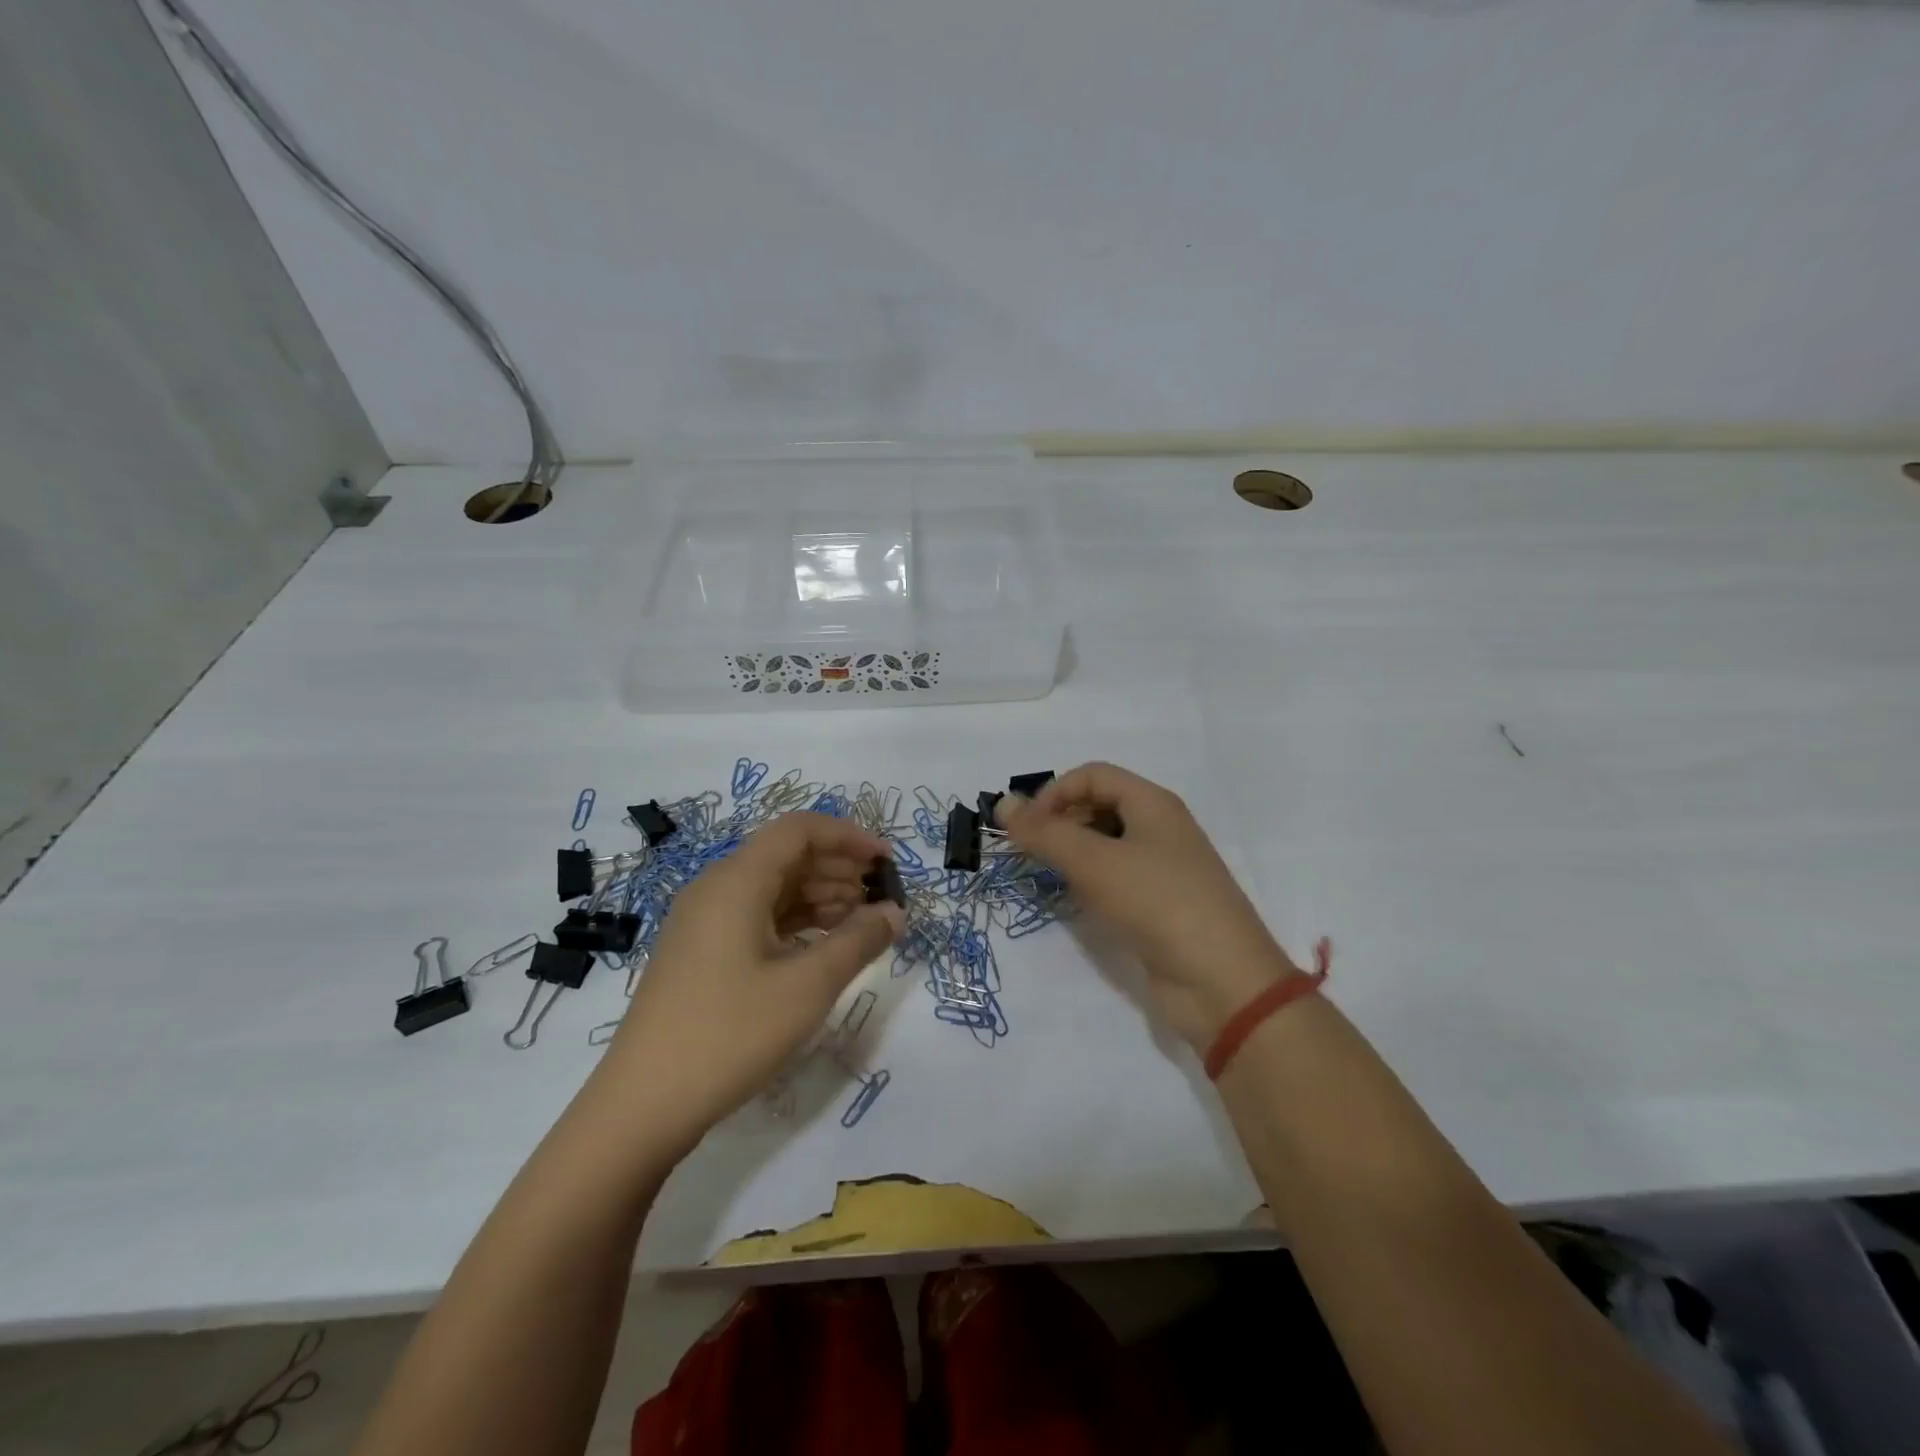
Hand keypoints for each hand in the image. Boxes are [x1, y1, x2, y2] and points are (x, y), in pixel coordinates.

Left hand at [599, 812, 903, 1156]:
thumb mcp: (807, 987)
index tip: (887, 863)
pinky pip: (757, 916)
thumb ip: (858, 941)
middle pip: (786, 855)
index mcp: (736, 881)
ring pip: (773, 888)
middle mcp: (716, 889)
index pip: (799, 830)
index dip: (849, 837)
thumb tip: (894, 912)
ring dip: (821, 895)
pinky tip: (823, 945)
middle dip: (840, 867)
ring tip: (862, 922)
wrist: (641, 1106)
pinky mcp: (701, 953)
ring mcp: (704, 922)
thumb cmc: (729, 1035)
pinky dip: (796, 921)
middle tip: (882, 897)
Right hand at [998, 763, 1302, 1051]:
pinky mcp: (1159, 905)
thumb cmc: (1158, 903)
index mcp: (1153, 803)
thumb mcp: (1095, 863)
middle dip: (1061, 823)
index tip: (1026, 830)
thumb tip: (1003, 803)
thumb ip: (1045, 833)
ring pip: (1106, 845)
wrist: (1221, 982)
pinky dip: (1091, 883)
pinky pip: (1116, 878)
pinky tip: (1079, 903)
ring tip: (1051, 878)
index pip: (1092, 775)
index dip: (1054, 793)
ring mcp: (1162, 868)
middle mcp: (1159, 828)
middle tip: (1031, 855)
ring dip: (1073, 854)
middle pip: (1099, 805)